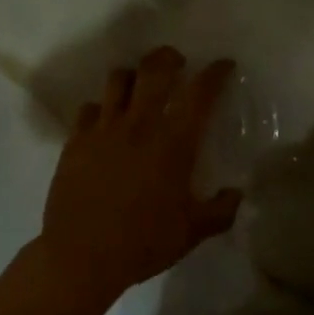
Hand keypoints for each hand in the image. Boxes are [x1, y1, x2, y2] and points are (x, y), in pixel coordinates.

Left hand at [37, 47, 242, 304]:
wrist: (81, 257)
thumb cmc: (142, 243)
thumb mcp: (191, 233)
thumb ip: (219, 211)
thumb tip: (237, 194)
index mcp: (174, 142)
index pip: (200, 93)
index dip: (215, 73)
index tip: (223, 65)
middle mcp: (140, 124)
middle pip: (155, 69)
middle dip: (169, 57)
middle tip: (176, 62)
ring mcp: (105, 128)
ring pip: (119, 79)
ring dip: (132, 76)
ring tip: (138, 85)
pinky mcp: (77, 139)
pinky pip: (89, 108)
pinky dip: (100, 108)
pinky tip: (104, 120)